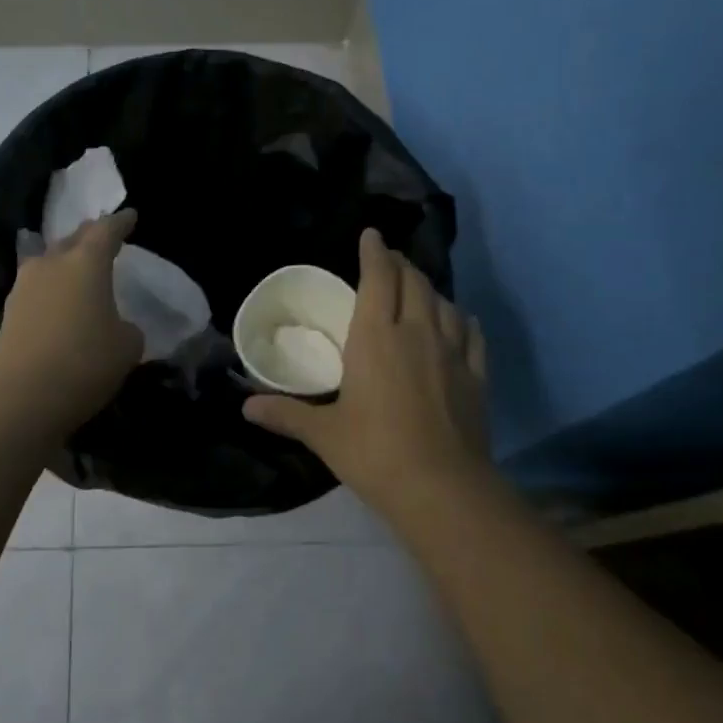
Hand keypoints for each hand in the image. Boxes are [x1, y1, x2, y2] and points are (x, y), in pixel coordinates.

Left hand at [0, 210, 144, 434]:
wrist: (22, 400)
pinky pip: (36, 288)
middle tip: (104, 238)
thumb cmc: (85, 364)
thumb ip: (126, 327)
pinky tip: (59, 302)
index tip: (130, 216)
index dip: (121, 223)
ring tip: (79, 269)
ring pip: (49, 262)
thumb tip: (114, 325)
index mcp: (86, 263)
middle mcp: (51, 264)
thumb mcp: (127, 346)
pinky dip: (51, 289)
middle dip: (90, 237)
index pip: (106, 231)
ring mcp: (24, 287)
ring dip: (66, 262)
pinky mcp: (9, 312)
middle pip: (73, 240)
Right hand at [243, 228, 489, 514]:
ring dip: (429, 288)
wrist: (442, 488)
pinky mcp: (476, 376)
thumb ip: (285, 414)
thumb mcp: (324, 434)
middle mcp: (417, 332)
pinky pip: (472, 334)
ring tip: (419, 288)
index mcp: (376, 337)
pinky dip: (462, 319)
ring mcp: (453, 353)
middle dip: (401, 264)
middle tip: (390, 260)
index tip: (371, 235)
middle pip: (414, 282)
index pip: (378, 278)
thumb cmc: (375, 452)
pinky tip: (459, 321)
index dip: (374, 252)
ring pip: (444, 303)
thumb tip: (245, 407)